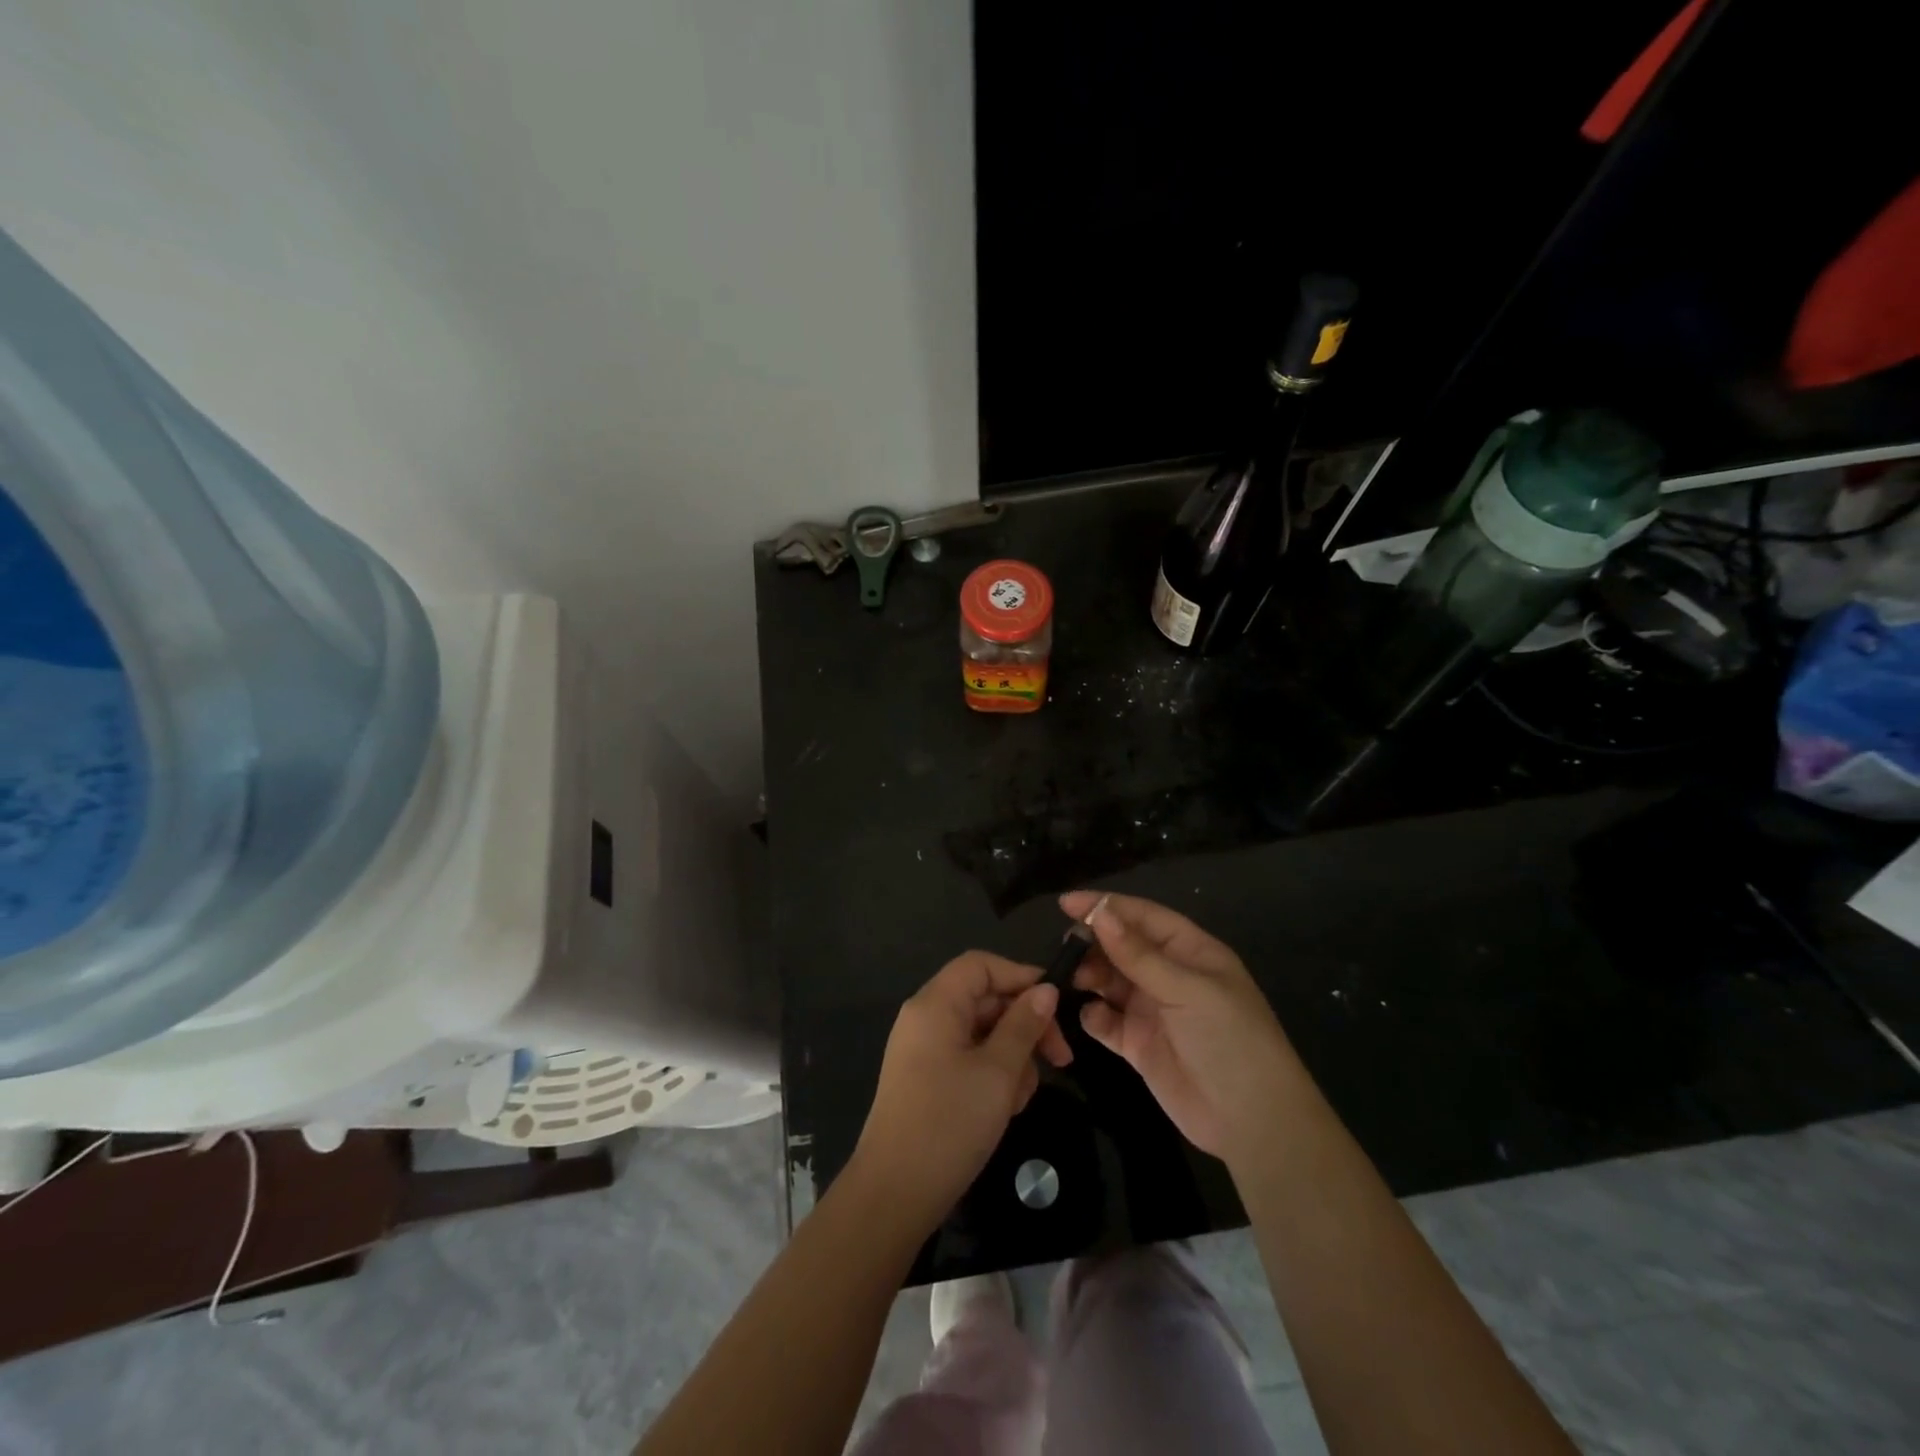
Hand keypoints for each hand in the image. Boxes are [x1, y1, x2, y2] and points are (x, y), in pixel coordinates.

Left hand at [851, 951, 1072, 1233]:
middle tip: (1061, 1060)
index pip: (981, 965)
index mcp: (936, 1004)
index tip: (1057, 1005)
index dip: (1020, 976)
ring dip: (1012, 1056)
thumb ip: (1024, 1025)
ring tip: (1021, 1097)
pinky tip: (1005, 1108)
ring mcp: (924, 1050)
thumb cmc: (949, 1123)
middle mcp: (926, 1017)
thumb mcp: (998, 1072)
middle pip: (985, 999)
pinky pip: (968, 1058)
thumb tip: (1046, 990)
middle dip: (1024, 1025)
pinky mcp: (927, 1079)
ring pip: (982, 1033)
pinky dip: (992, 1074)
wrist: (894, 1194)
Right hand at [1061, 891, 1299, 1161]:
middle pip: (1121, 946)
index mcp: (1190, 951)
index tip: (1066, 903)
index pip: (1143, 917)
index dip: (1106, 906)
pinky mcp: (1138, 1044)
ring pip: (1109, 980)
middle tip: (1066, 947)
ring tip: (1071, 979)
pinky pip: (1106, 1021)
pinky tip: (1091, 1016)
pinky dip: (1093, 1015)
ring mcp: (1152, 1010)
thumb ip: (1139, 955)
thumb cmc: (1230, 1040)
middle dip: (1093, 942)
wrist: (1252, 1122)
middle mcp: (1168, 975)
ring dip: (1089, 975)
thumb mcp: (1188, 990)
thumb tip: (1100, 914)